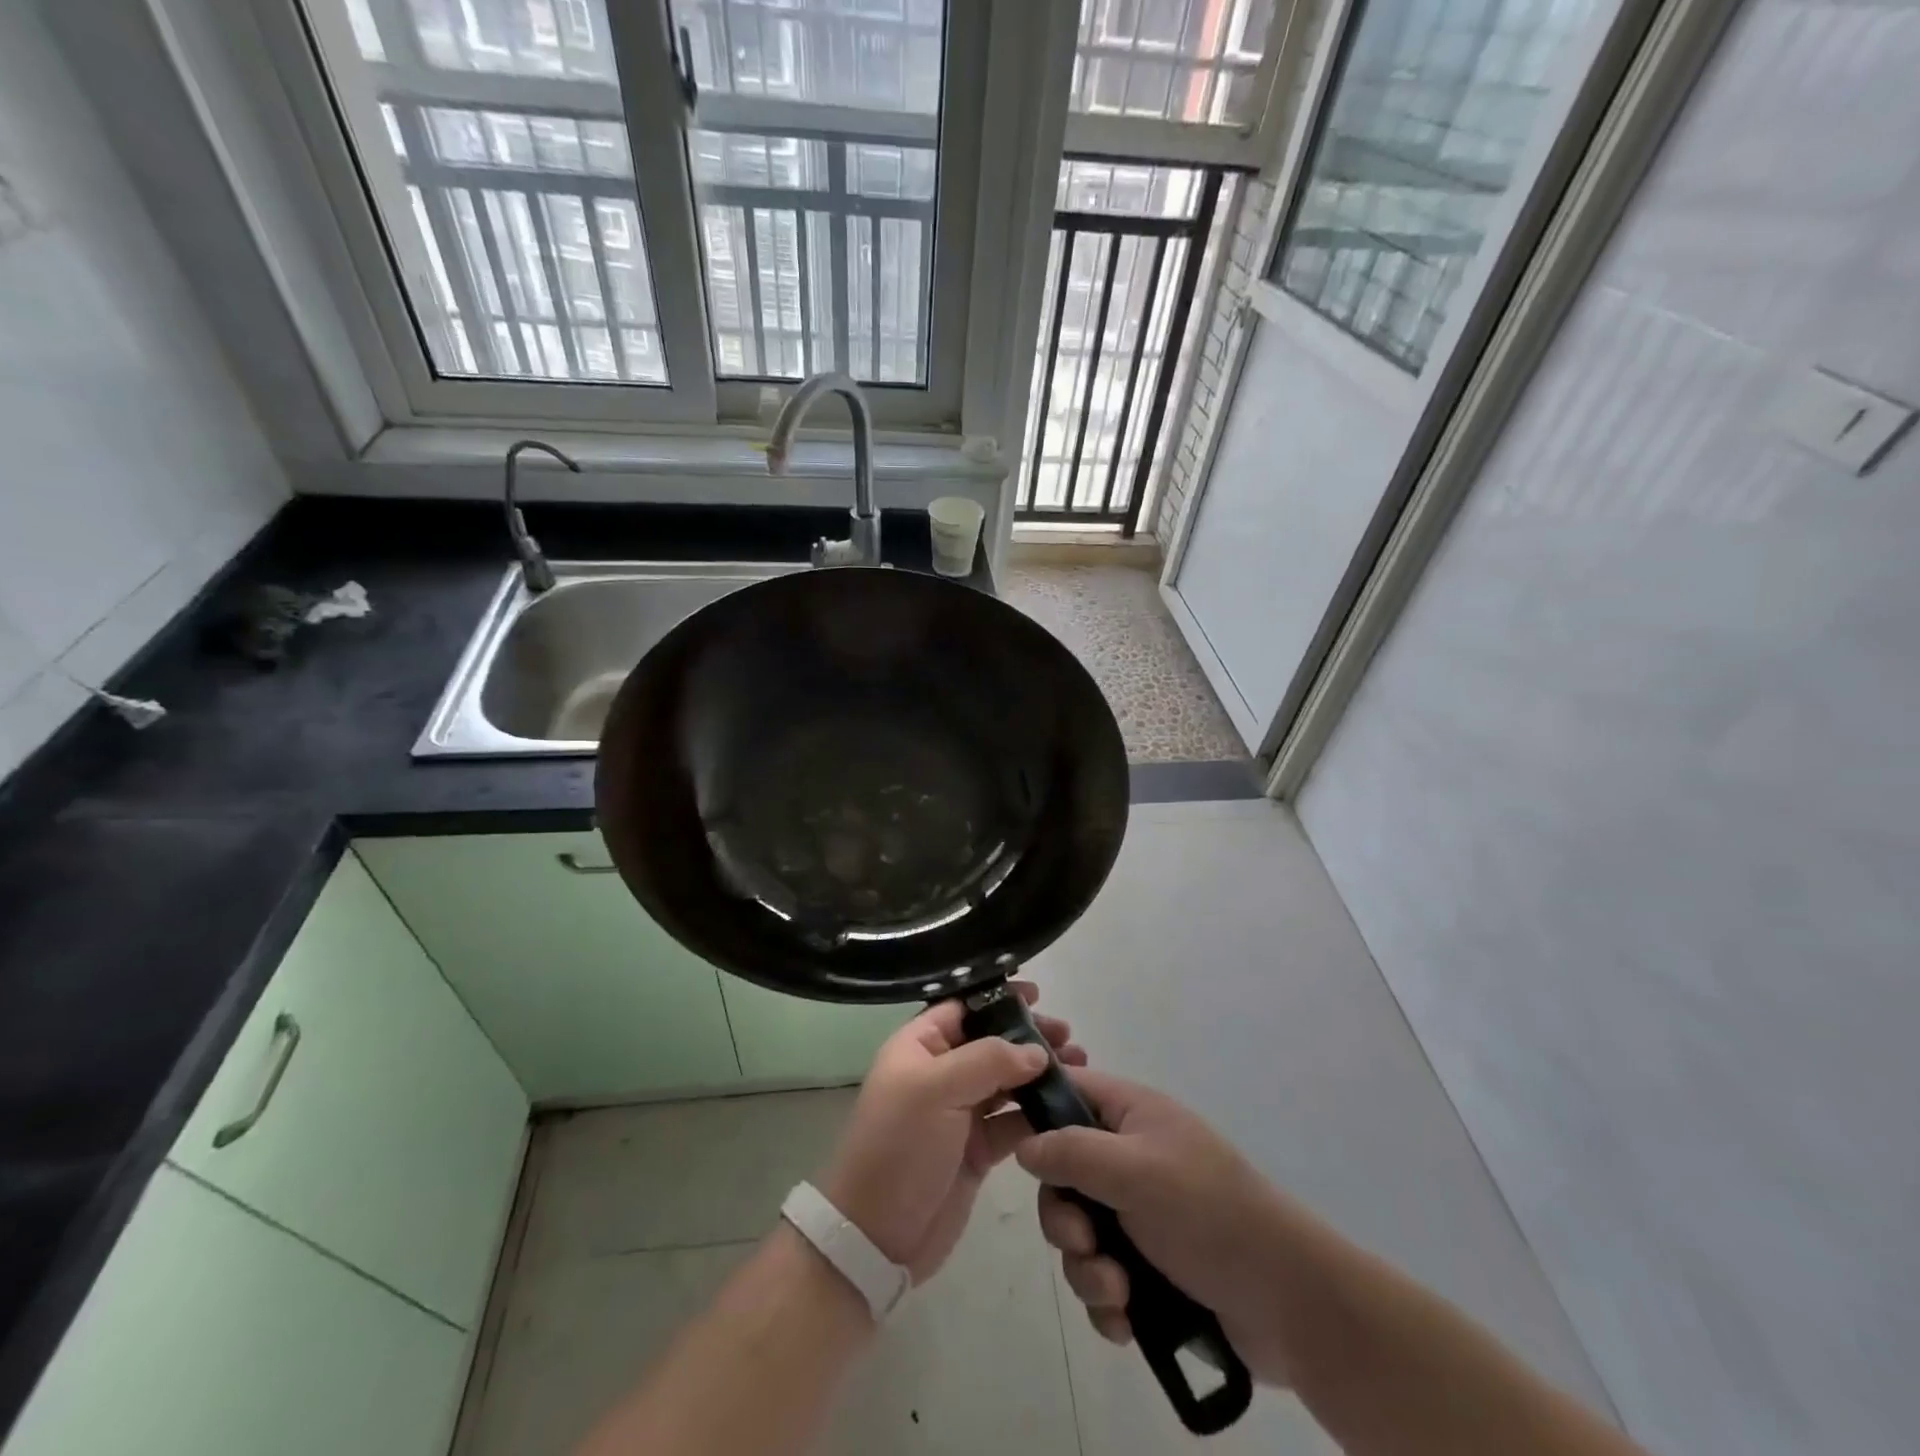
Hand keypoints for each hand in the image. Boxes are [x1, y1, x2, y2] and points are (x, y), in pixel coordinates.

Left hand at [822, 984, 1084, 1283]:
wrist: (877, 1236)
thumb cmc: (899, 1146)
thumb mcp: (936, 1090)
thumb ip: (988, 1061)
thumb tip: (1036, 1050)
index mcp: (919, 1046)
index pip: (963, 1007)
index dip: (998, 998)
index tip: (1038, 995)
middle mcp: (940, 1072)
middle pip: (991, 1042)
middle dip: (1028, 1036)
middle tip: (1068, 1038)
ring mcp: (959, 1112)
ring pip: (1006, 1080)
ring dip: (1039, 1073)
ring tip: (1079, 1068)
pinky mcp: (977, 1149)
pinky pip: (1012, 1121)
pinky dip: (1037, 1113)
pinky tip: (1066, 1108)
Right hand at [1015, 1068, 1300, 1385]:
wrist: (1289, 1302)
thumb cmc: (1208, 1213)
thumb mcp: (1135, 1170)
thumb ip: (1072, 1152)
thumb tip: (1025, 1145)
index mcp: (1132, 1114)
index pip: (1069, 1090)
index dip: (1036, 1110)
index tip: (1008, 1142)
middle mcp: (1131, 1157)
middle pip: (1063, 1173)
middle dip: (1064, 1217)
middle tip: (1084, 1241)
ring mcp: (1141, 1213)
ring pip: (1079, 1232)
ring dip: (1087, 1268)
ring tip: (1117, 1292)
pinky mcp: (1150, 1266)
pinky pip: (1102, 1276)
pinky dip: (1106, 1301)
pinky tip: (1125, 1321)